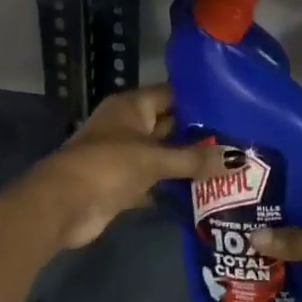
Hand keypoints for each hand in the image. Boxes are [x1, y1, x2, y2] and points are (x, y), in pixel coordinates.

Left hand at [16, 85, 231, 250]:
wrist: (62, 206)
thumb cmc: (107, 166)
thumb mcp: (154, 159)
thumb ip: (195, 159)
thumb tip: (239, 159)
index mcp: (132, 106)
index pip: (172, 94)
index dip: (200, 100)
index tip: (234, 106)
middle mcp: (129, 126)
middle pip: (170, 125)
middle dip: (200, 134)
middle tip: (239, 139)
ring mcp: (125, 155)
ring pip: (164, 154)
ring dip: (188, 161)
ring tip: (229, 165)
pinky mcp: (123, 184)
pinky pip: (156, 180)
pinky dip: (174, 186)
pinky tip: (204, 192)